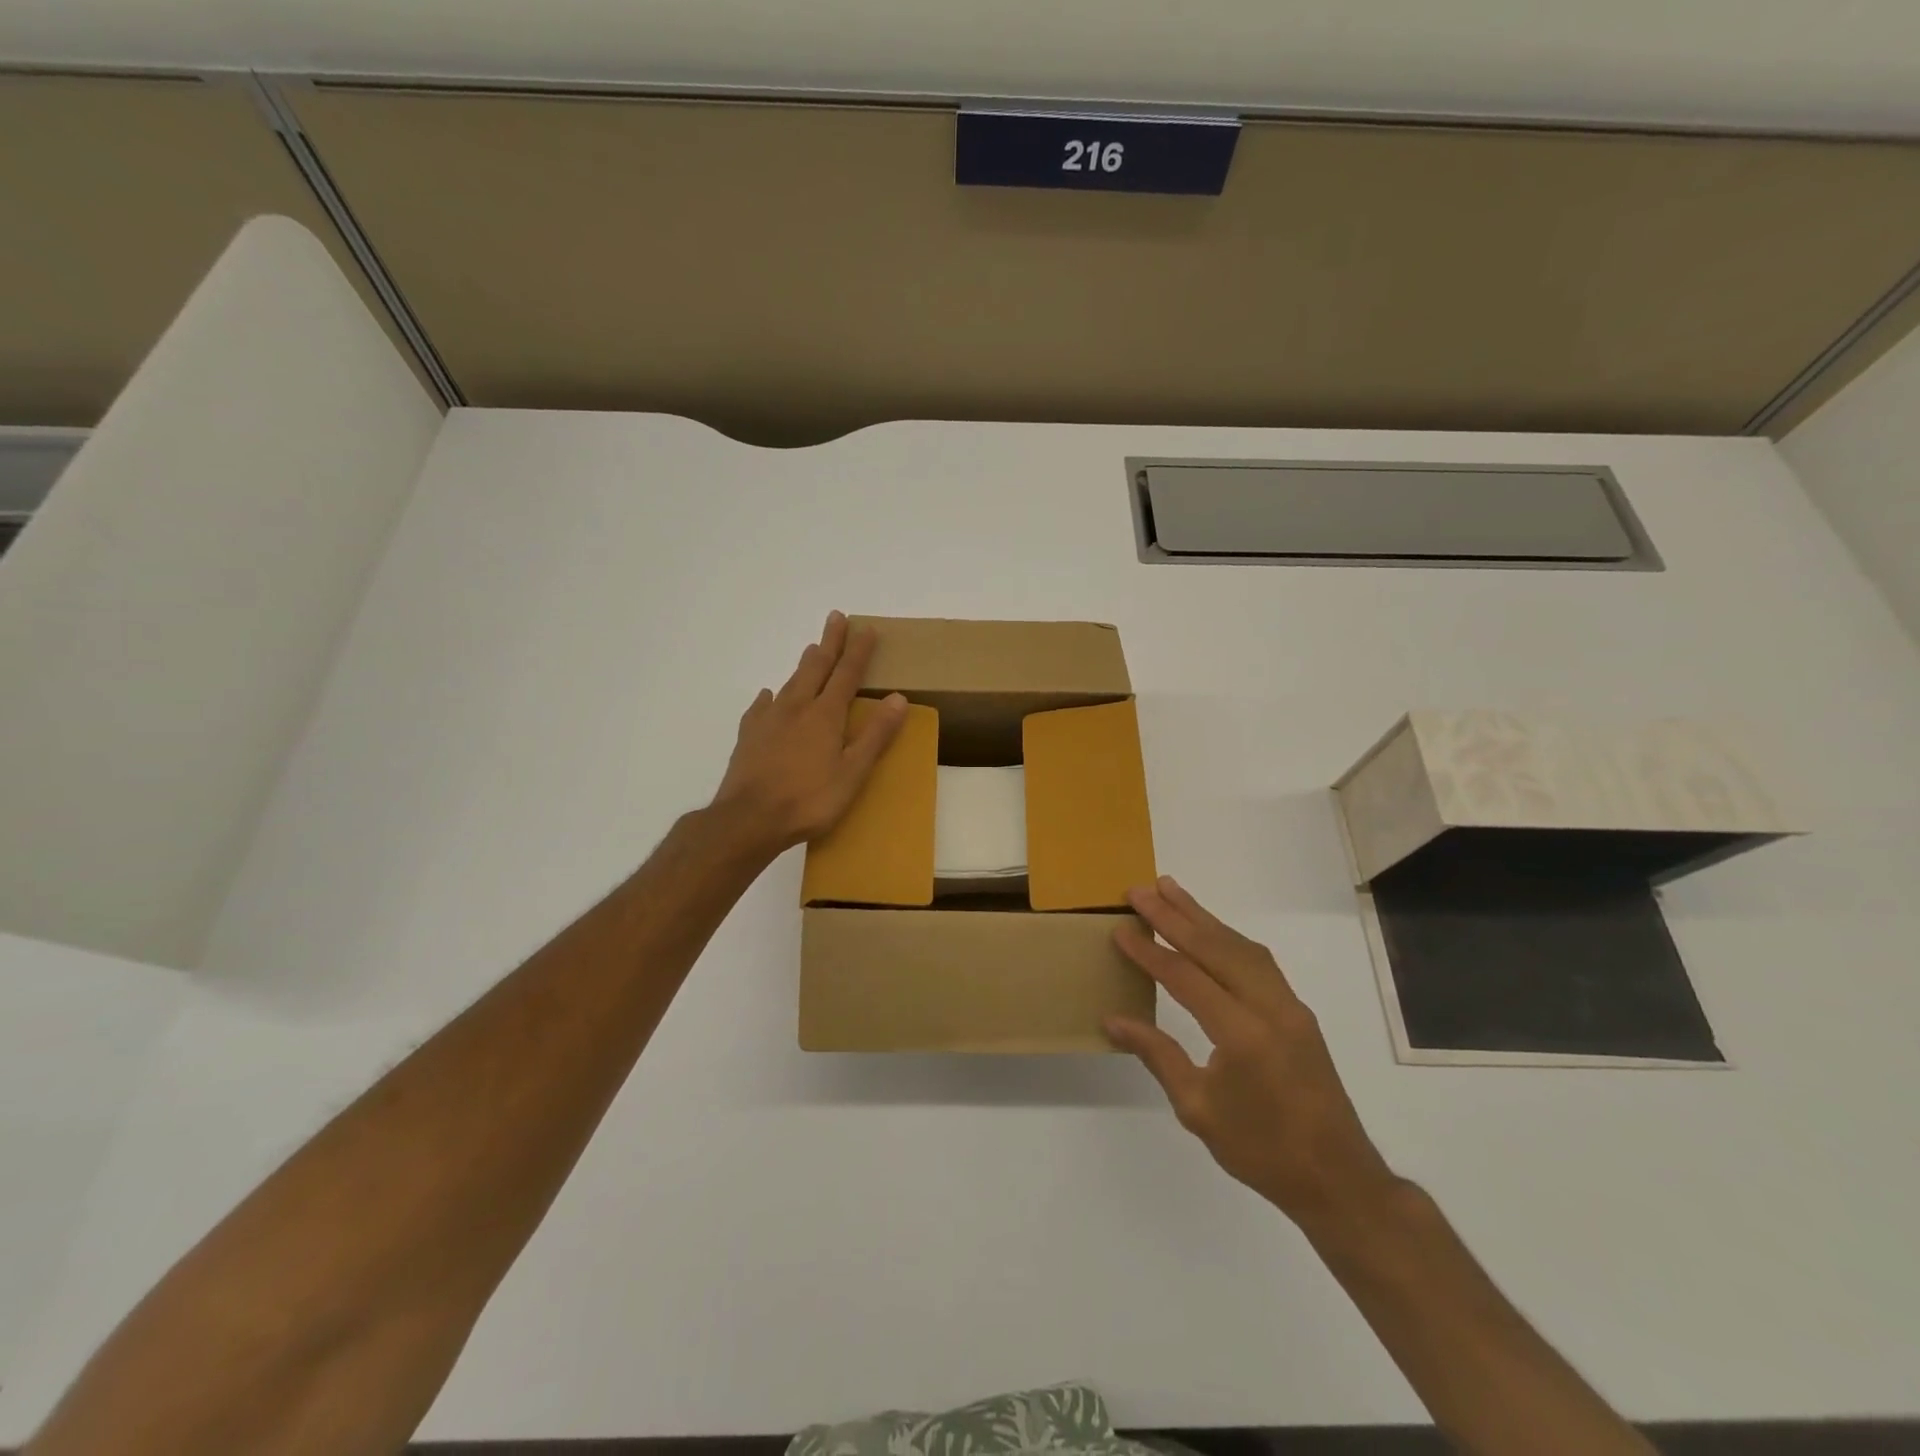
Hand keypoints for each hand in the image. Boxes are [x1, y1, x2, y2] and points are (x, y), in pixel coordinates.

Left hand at [712, 612, 908, 853]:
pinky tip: (768, 695)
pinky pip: (761, 707)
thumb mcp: (853, 773)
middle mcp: (796, 708)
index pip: (846, 675)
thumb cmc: (809, 800)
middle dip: (829, 643)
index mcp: (825, 716)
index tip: (866, 629)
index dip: (858, 651)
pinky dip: (770, 697)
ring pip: (790, 683)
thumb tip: (898, 698)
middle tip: (835, 618)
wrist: (748, 819)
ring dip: (804, 664)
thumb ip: (875, 735)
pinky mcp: (748, 736)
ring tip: (811, 650)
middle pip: (815, 668)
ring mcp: (768, 720)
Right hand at [1106, 877, 1399, 1229]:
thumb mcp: (1197, 1108)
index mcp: (1242, 1034)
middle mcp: (1269, 1007)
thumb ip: (1156, 1054)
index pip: (1185, 977)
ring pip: (1239, 946)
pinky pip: (1258, 960)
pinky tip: (1211, 929)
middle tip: (1140, 890)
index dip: (1149, 951)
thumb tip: (1113, 1020)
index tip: (1121, 928)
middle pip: (1214, 947)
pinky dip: (1228, 937)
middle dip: (1173, 915)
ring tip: (1170, 890)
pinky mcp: (1297, 1010)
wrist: (1337, 1178)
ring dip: (1202, 916)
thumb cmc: (1261, 1150)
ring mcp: (1288, 1005)